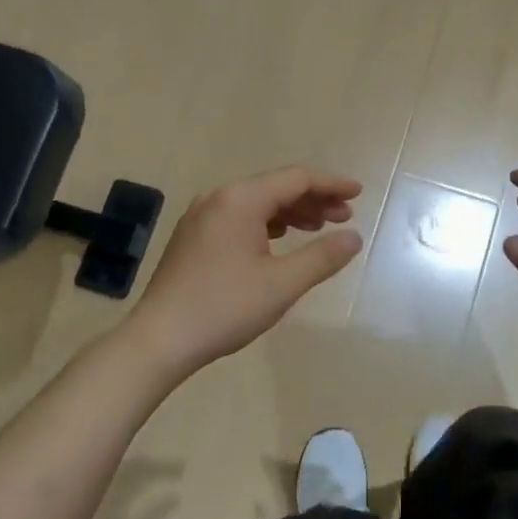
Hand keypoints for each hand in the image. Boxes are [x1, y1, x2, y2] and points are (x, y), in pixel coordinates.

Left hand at [126, 167, 363, 374]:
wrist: (159, 340)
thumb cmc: (225, 308)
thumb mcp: (282, 284)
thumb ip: (322, 257)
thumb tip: (353, 237)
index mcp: (241, 200)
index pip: (296, 179)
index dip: (330, 184)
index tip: (358, 194)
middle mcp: (219, 198)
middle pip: (276, 187)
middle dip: (313, 199)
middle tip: (344, 217)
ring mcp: (201, 216)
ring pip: (257, 202)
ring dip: (291, 212)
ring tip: (318, 229)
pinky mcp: (193, 236)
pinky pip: (239, 217)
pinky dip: (267, 223)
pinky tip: (279, 240)